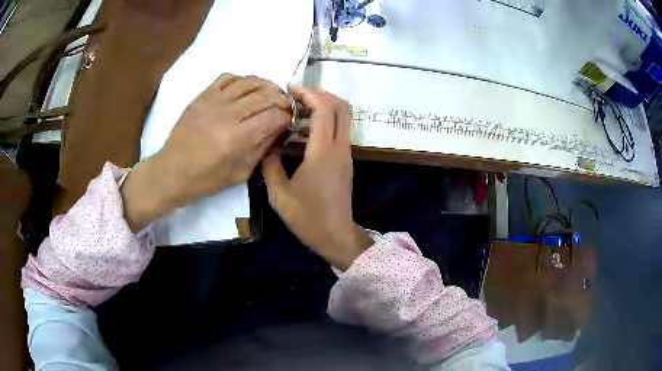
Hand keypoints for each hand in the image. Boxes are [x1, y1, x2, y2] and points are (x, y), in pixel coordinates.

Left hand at [122, 74, 290, 230]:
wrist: (172, 171)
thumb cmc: (206, 179)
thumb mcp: (240, 174)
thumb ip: (262, 149)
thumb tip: (278, 129)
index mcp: (238, 138)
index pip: (273, 117)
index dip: (287, 116)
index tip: (289, 120)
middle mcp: (228, 114)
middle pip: (265, 96)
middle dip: (282, 99)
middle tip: (285, 106)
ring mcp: (213, 101)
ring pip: (249, 82)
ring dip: (266, 85)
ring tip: (271, 93)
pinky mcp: (202, 96)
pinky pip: (228, 77)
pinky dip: (242, 79)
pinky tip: (245, 89)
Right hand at [263, 87, 372, 270]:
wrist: (336, 236)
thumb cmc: (307, 218)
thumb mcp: (279, 195)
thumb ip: (270, 165)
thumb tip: (268, 146)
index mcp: (323, 152)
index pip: (325, 109)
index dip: (309, 93)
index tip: (290, 89)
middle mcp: (340, 147)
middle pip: (341, 106)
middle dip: (320, 94)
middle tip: (296, 96)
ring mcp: (346, 153)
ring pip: (343, 117)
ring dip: (323, 106)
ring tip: (297, 111)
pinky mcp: (346, 160)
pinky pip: (339, 130)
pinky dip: (325, 121)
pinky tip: (303, 131)